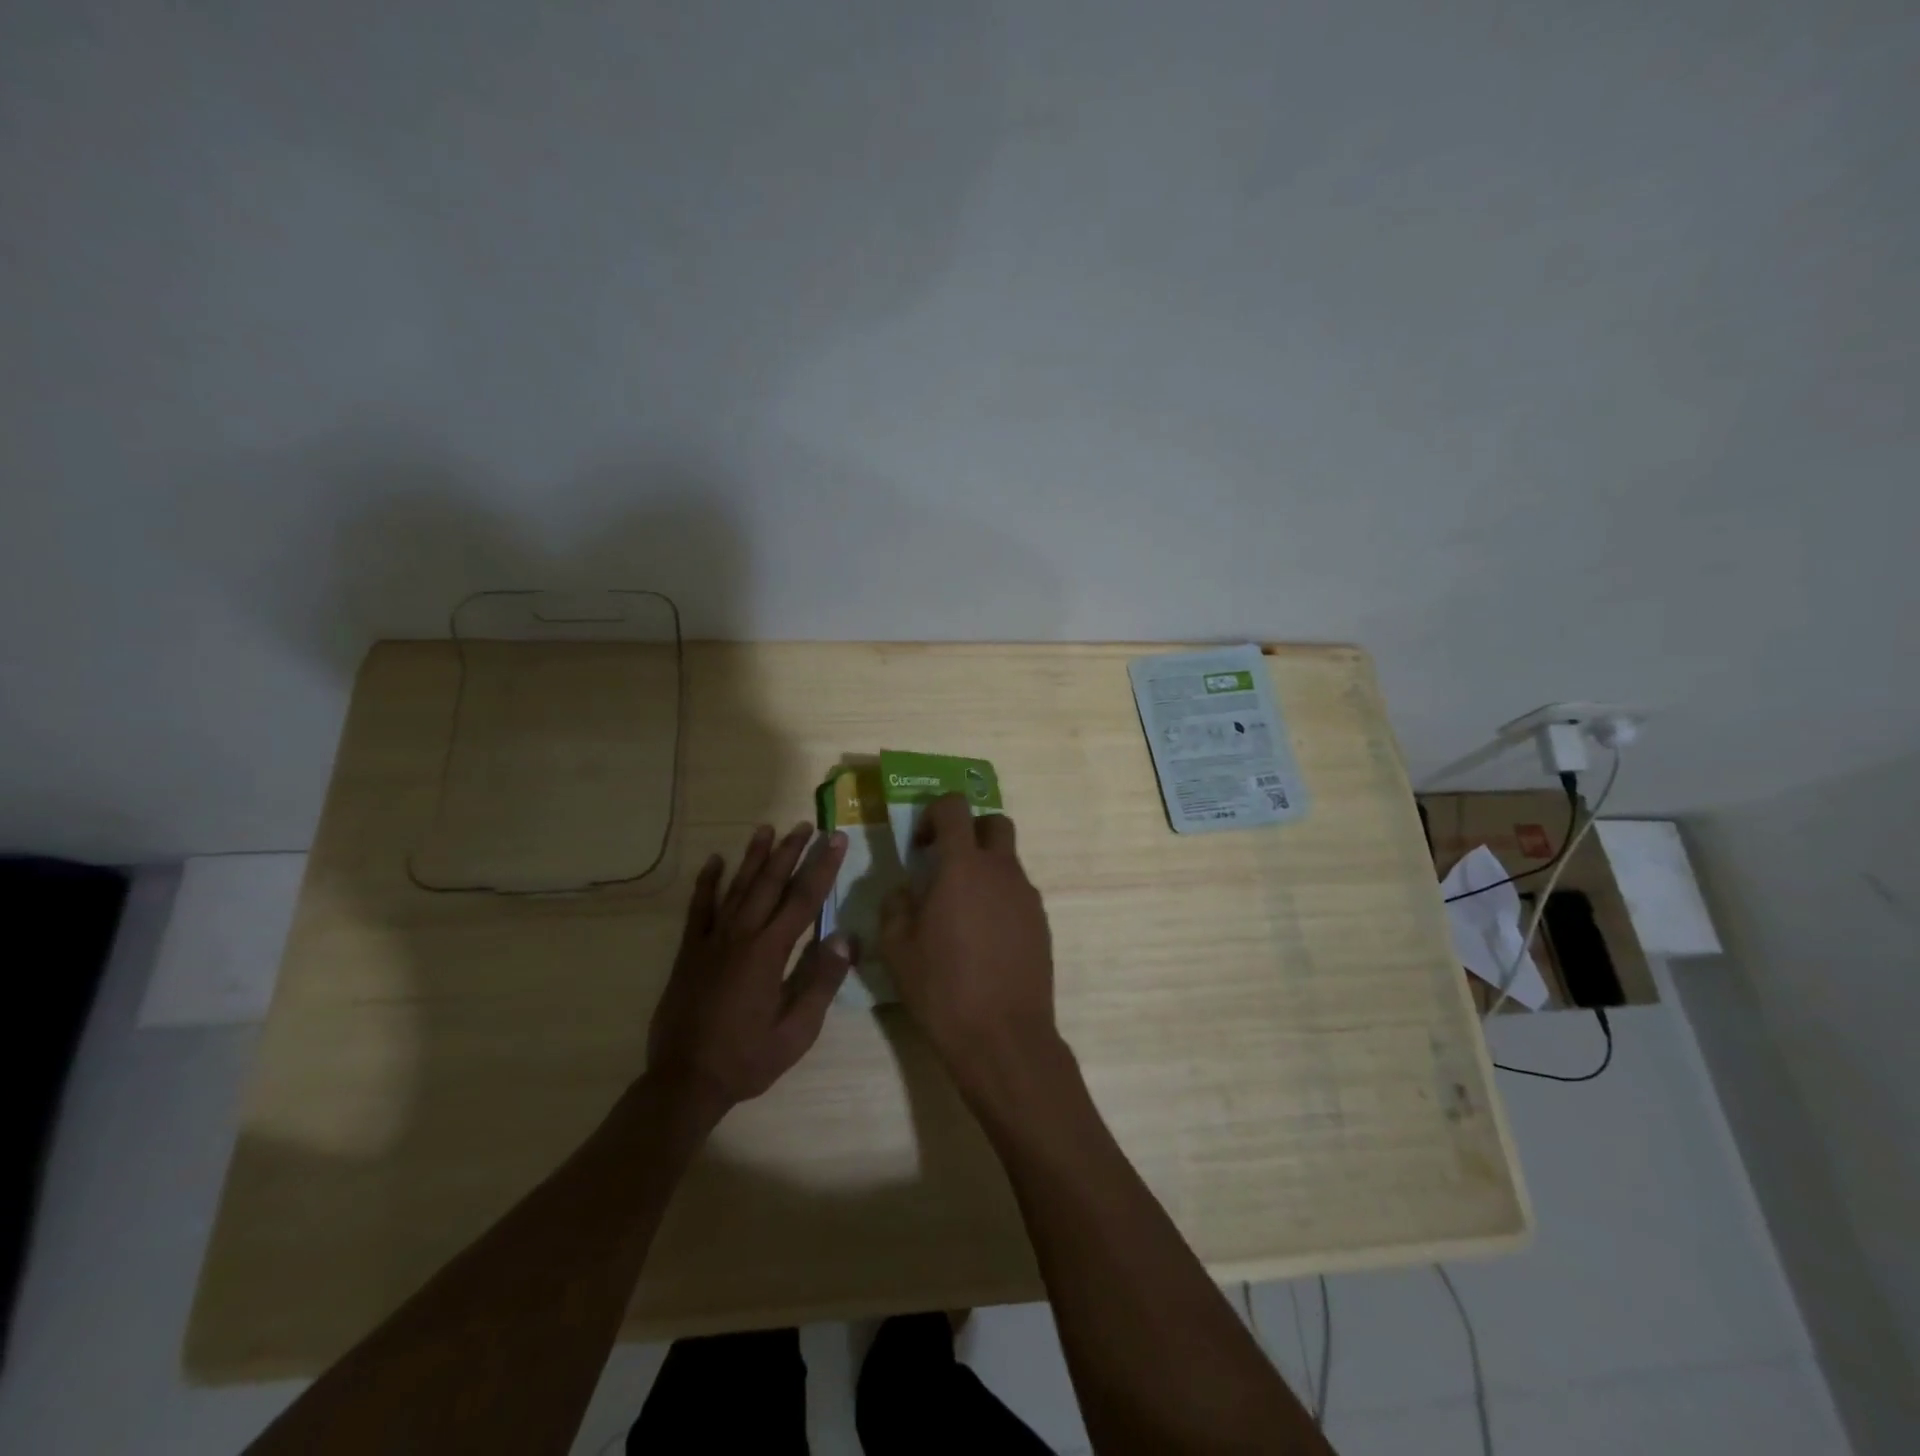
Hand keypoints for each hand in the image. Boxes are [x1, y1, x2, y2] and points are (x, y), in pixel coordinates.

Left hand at [645, 822, 851, 1121]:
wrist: (685, 1081)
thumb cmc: (748, 1058)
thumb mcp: (797, 1031)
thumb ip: (822, 982)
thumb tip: (846, 938)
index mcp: (770, 953)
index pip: (803, 899)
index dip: (822, 867)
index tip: (835, 839)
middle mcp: (741, 936)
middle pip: (770, 883)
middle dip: (791, 851)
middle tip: (806, 825)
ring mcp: (712, 941)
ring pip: (736, 887)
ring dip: (754, 857)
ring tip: (767, 828)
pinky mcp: (690, 951)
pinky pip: (699, 909)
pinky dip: (706, 883)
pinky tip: (714, 861)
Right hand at [878, 794, 1059, 1096]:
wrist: (1003, 1037)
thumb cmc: (943, 988)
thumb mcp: (897, 949)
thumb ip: (895, 907)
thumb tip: (904, 891)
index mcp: (963, 867)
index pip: (954, 808)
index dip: (934, 814)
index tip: (920, 846)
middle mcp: (1002, 871)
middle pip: (994, 823)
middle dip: (969, 831)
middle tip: (946, 865)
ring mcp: (1027, 896)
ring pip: (1008, 861)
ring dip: (984, 869)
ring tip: (961, 912)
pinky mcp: (1042, 923)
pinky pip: (1018, 894)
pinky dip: (999, 899)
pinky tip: (983, 939)